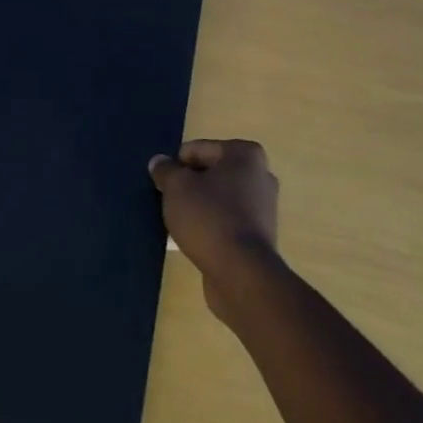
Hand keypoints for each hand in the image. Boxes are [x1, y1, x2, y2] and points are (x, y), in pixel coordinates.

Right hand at [149, 139, 279, 325]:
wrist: (241, 273)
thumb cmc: (209, 217)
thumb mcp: (176, 187)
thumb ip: (165, 170)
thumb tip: (159, 162)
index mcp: (245, 154)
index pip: (197, 149)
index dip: (176, 165)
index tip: (164, 185)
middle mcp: (260, 175)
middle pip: (210, 173)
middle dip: (189, 185)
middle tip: (169, 202)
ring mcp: (263, 207)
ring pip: (218, 198)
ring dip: (198, 206)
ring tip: (178, 222)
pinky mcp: (259, 235)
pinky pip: (226, 220)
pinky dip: (210, 225)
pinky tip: (194, 239)